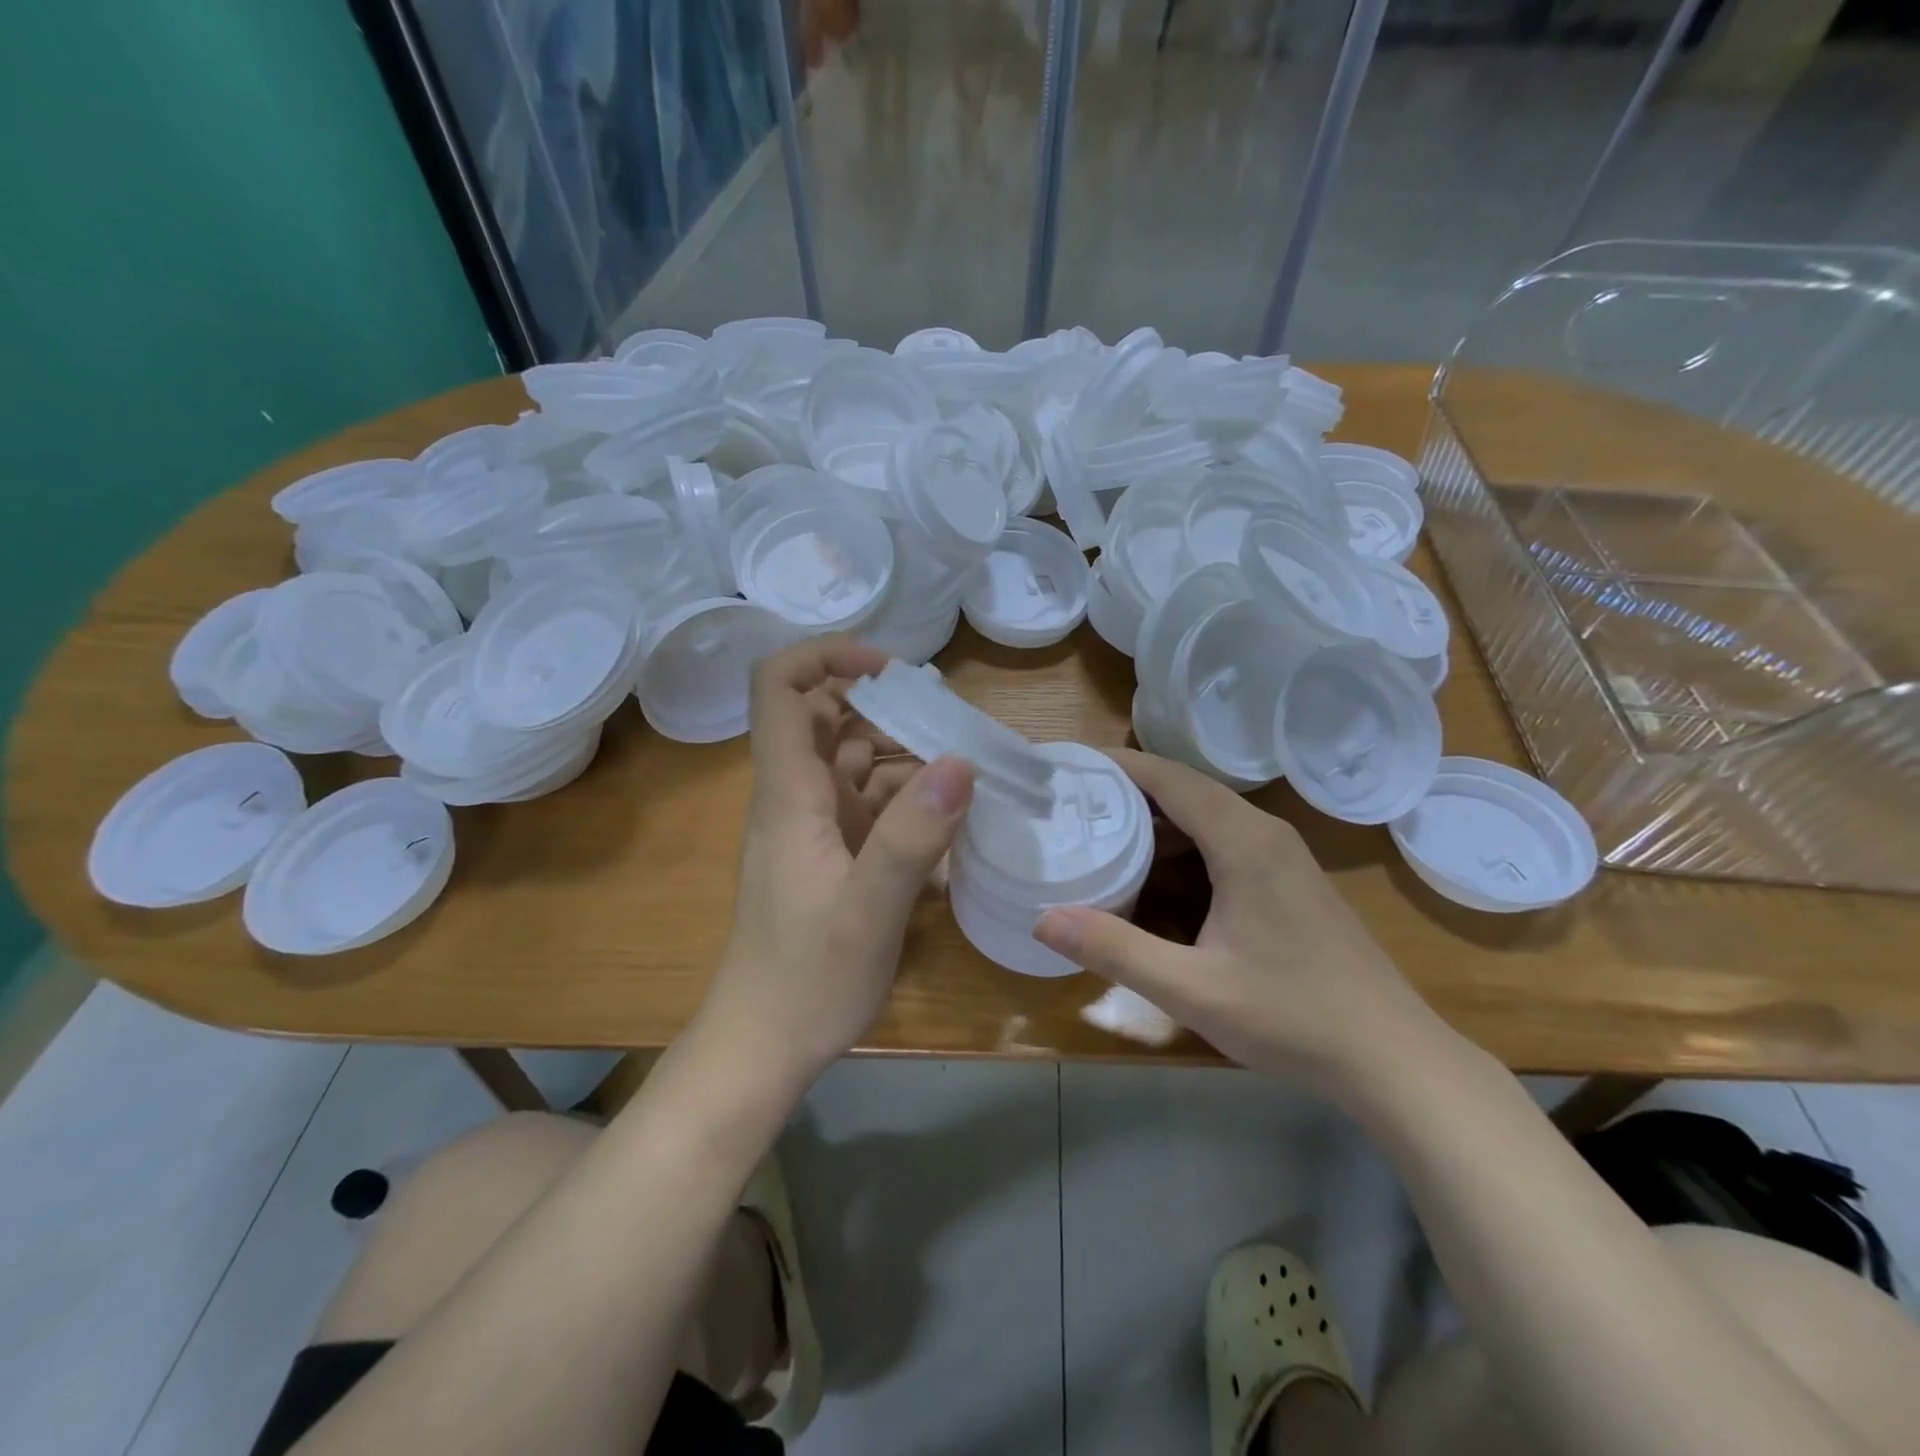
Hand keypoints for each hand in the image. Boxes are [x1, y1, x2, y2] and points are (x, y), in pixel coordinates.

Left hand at [701, 637, 974, 1093]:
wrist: (763, 1045)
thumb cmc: (807, 979)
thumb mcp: (868, 910)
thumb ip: (911, 836)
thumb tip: (960, 761)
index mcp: (788, 793)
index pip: (780, 688)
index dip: (828, 656)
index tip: (893, 671)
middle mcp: (795, 797)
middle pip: (826, 716)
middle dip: (886, 707)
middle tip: (951, 724)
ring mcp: (813, 827)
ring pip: (852, 760)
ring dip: (903, 753)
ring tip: (964, 764)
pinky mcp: (831, 856)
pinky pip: (868, 804)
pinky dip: (905, 797)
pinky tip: (948, 816)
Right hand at [1034, 749, 1441, 1089]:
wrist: (1393, 1058)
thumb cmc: (1292, 1017)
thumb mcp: (1191, 989)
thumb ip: (1115, 950)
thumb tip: (1042, 918)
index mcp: (1243, 841)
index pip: (1169, 777)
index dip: (1117, 765)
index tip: (1068, 766)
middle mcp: (1264, 833)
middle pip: (1185, 790)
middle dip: (1127, 791)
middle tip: (1071, 804)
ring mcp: (1283, 856)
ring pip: (1206, 817)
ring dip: (1155, 821)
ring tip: (1100, 834)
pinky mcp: (1290, 881)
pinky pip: (1224, 841)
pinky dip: (1182, 846)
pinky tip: (1155, 877)